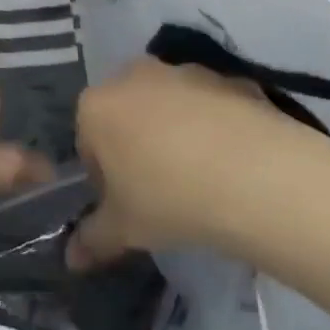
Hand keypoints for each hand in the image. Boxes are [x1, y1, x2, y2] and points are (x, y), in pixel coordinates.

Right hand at [69, 57, 329, 265]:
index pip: (87, 143)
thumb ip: (92, 240)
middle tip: (161, 189)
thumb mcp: (125, 229)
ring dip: (176, 132)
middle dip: (137, 145)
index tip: (128, 203)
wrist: (257, 176)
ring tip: (203, 177)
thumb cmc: (170, 198)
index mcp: (97, 106)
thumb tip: (72, 258)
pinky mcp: (229, 78)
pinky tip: (234, 162)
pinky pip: (211, 106)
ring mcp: (185, 71)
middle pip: (127, 115)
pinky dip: (215, 126)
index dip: (105, 177)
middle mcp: (134, 76)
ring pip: (169, 105)